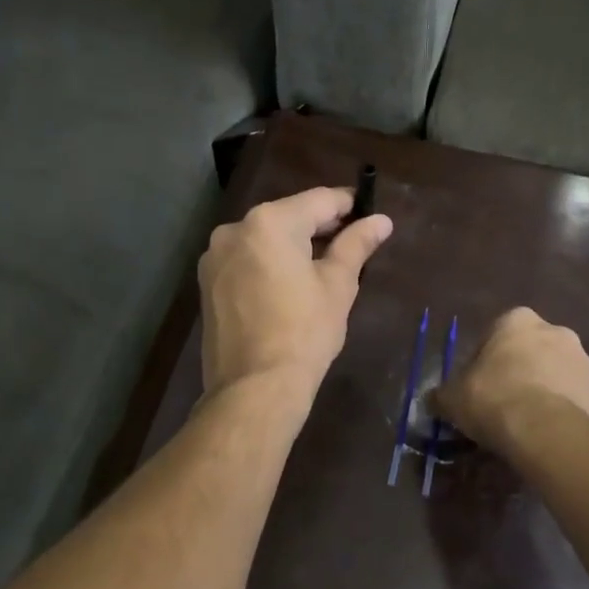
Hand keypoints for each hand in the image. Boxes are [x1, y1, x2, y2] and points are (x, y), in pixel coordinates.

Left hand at [198, 186, 392, 400]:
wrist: (254, 387)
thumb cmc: (304, 331)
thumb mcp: (338, 284)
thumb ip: (357, 244)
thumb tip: (382, 220)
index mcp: (270, 222)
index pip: (320, 200)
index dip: (349, 204)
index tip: (369, 214)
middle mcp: (235, 229)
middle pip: (289, 216)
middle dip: (320, 226)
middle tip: (352, 243)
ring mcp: (215, 256)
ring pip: (265, 239)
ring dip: (293, 245)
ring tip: (323, 267)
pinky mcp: (207, 283)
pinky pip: (246, 260)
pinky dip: (269, 263)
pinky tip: (289, 285)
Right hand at [437, 307, 588, 451]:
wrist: (544, 431)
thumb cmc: (493, 398)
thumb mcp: (452, 397)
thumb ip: (444, 394)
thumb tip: (435, 399)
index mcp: (518, 321)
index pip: (496, 334)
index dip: (486, 361)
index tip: (479, 386)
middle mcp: (557, 331)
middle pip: (532, 351)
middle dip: (521, 371)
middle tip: (504, 403)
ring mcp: (585, 362)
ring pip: (559, 374)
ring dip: (546, 390)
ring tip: (529, 424)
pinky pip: (578, 402)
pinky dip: (566, 414)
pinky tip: (550, 436)